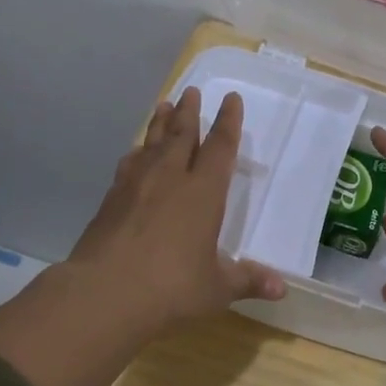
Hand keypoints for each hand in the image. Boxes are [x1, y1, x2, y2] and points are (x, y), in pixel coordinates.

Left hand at [67, 86, 285, 331]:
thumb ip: (247, 280)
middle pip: (181, 136)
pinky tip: (135, 153)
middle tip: (191, 91)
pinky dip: (137, 152)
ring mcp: (135, 186)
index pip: (220, 148)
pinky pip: (129, 164)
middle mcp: (170, 179)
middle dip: (189, 112)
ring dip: (160, 123)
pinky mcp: (110, 200)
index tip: (231, 99)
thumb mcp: (217, 288)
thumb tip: (282, 289)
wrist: (104, 294)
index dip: (228, 122)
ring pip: (152, 144)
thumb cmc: (171, 288)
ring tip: (163, 105)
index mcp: (203, 193)